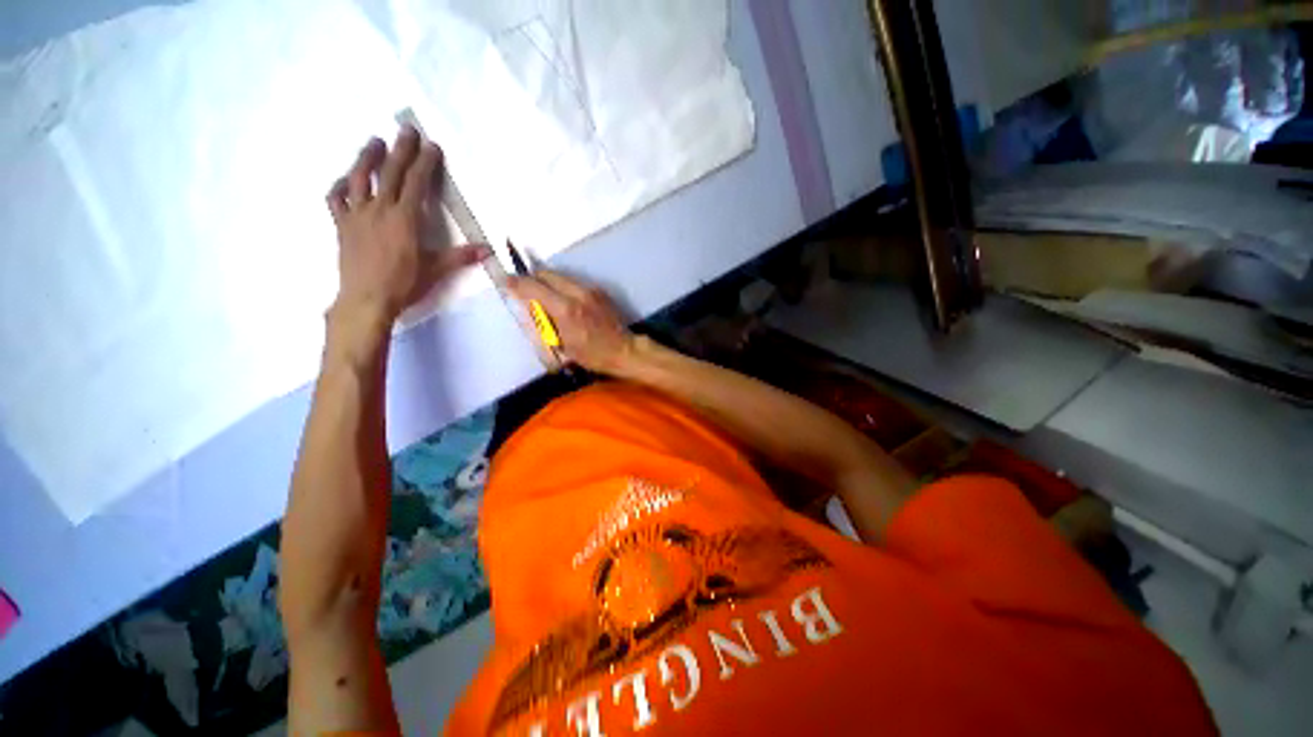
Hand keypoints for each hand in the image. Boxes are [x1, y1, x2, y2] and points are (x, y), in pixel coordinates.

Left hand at [325, 126, 485, 325]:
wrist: (366, 300)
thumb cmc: (404, 285)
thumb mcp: (436, 271)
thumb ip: (460, 257)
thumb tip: (488, 250)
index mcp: (404, 219)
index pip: (416, 183)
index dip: (425, 163)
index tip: (432, 146)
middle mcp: (379, 209)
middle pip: (389, 173)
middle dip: (400, 149)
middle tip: (407, 130)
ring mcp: (356, 215)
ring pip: (359, 178)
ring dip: (367, 157)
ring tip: (374, 141)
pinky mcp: (341, 225)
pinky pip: (336, 199)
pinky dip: (340, 185)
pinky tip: (346, 180)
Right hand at [508, 271, 637, 373]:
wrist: (625, 350)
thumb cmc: (592, 355)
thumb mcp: (563, 345)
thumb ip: (545, 322)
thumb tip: (531, 305)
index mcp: (566, 310)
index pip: (534, 287)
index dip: (516, 283)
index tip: (506, 282)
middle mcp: (577, 293)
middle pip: (546, 274)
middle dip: (532, 279)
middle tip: (525, 290)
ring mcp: (591, 290)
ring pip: (560, 276)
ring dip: (548, 282)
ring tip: (545, 297)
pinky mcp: (599, 290)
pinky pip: (574, 282)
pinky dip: (563, 287)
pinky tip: (564, 300)